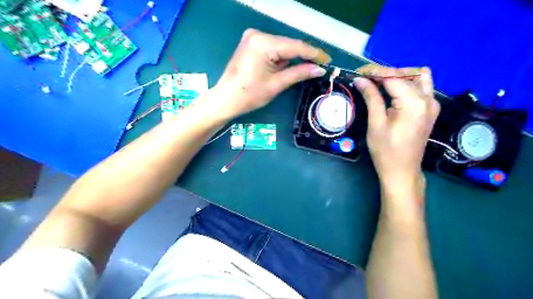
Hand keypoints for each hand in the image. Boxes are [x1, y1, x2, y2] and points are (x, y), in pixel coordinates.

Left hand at [212, 29, 329, 118]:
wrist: (225, 99)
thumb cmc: (249, 94)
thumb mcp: (277, 84)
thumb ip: (299, 73)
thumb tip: (319, 69)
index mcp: (264, 43)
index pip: (296, 46)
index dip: (314, 54)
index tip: (328, 60)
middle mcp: (258, 34)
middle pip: (288, 45)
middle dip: (303, 56)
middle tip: (318, 67)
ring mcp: (253, 38)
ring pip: (281, 47)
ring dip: (292, 58)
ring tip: (304, 70)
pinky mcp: (250, 44)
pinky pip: (272, 49)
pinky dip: (281, 58)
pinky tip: (286, 67)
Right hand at [355, 67, 438, 198]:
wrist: (402, 171)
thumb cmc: (385, 151)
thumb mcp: (375, 123)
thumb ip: (371, 97)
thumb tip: (360, 79)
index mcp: (414, 103)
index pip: (393, 77)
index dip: (374, 72)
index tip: (358, 72)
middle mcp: (428, 99)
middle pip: (406, 74)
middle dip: (384, 72)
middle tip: (365, 79)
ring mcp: (432, 104)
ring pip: (418, 76)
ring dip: (399, 75)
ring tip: (380, 82)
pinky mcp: (431, 109)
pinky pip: (422, 86)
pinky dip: (407, 83)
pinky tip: (393, 90)